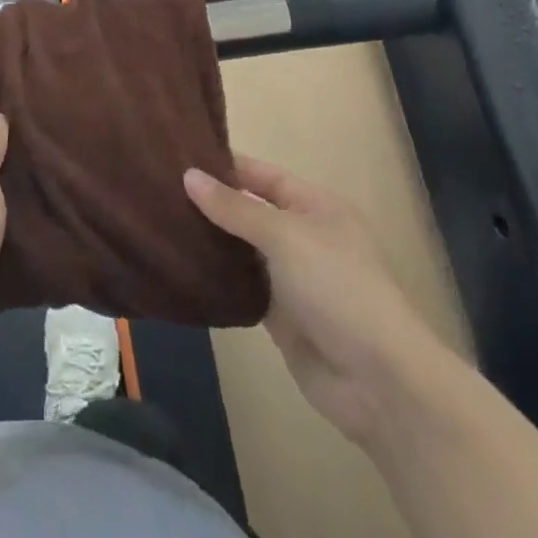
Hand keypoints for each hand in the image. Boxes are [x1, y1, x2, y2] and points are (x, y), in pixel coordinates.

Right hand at [185, 156, 432, 446]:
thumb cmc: (338, 287)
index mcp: (317, 207)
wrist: (377, 380)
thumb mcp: (285, 236)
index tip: (181, 157)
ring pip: (243, 251)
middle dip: (213, 203)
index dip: (228, 166)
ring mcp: (292, 279)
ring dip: (211, 241)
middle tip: (160, 191)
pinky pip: (242, 288)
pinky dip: (217, 279)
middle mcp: (304, 237)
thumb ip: (236, 207)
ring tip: (160, 223)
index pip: (265, 176)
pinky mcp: (280, 317)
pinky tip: (181, 268)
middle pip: (251, 212)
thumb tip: (190, 176)